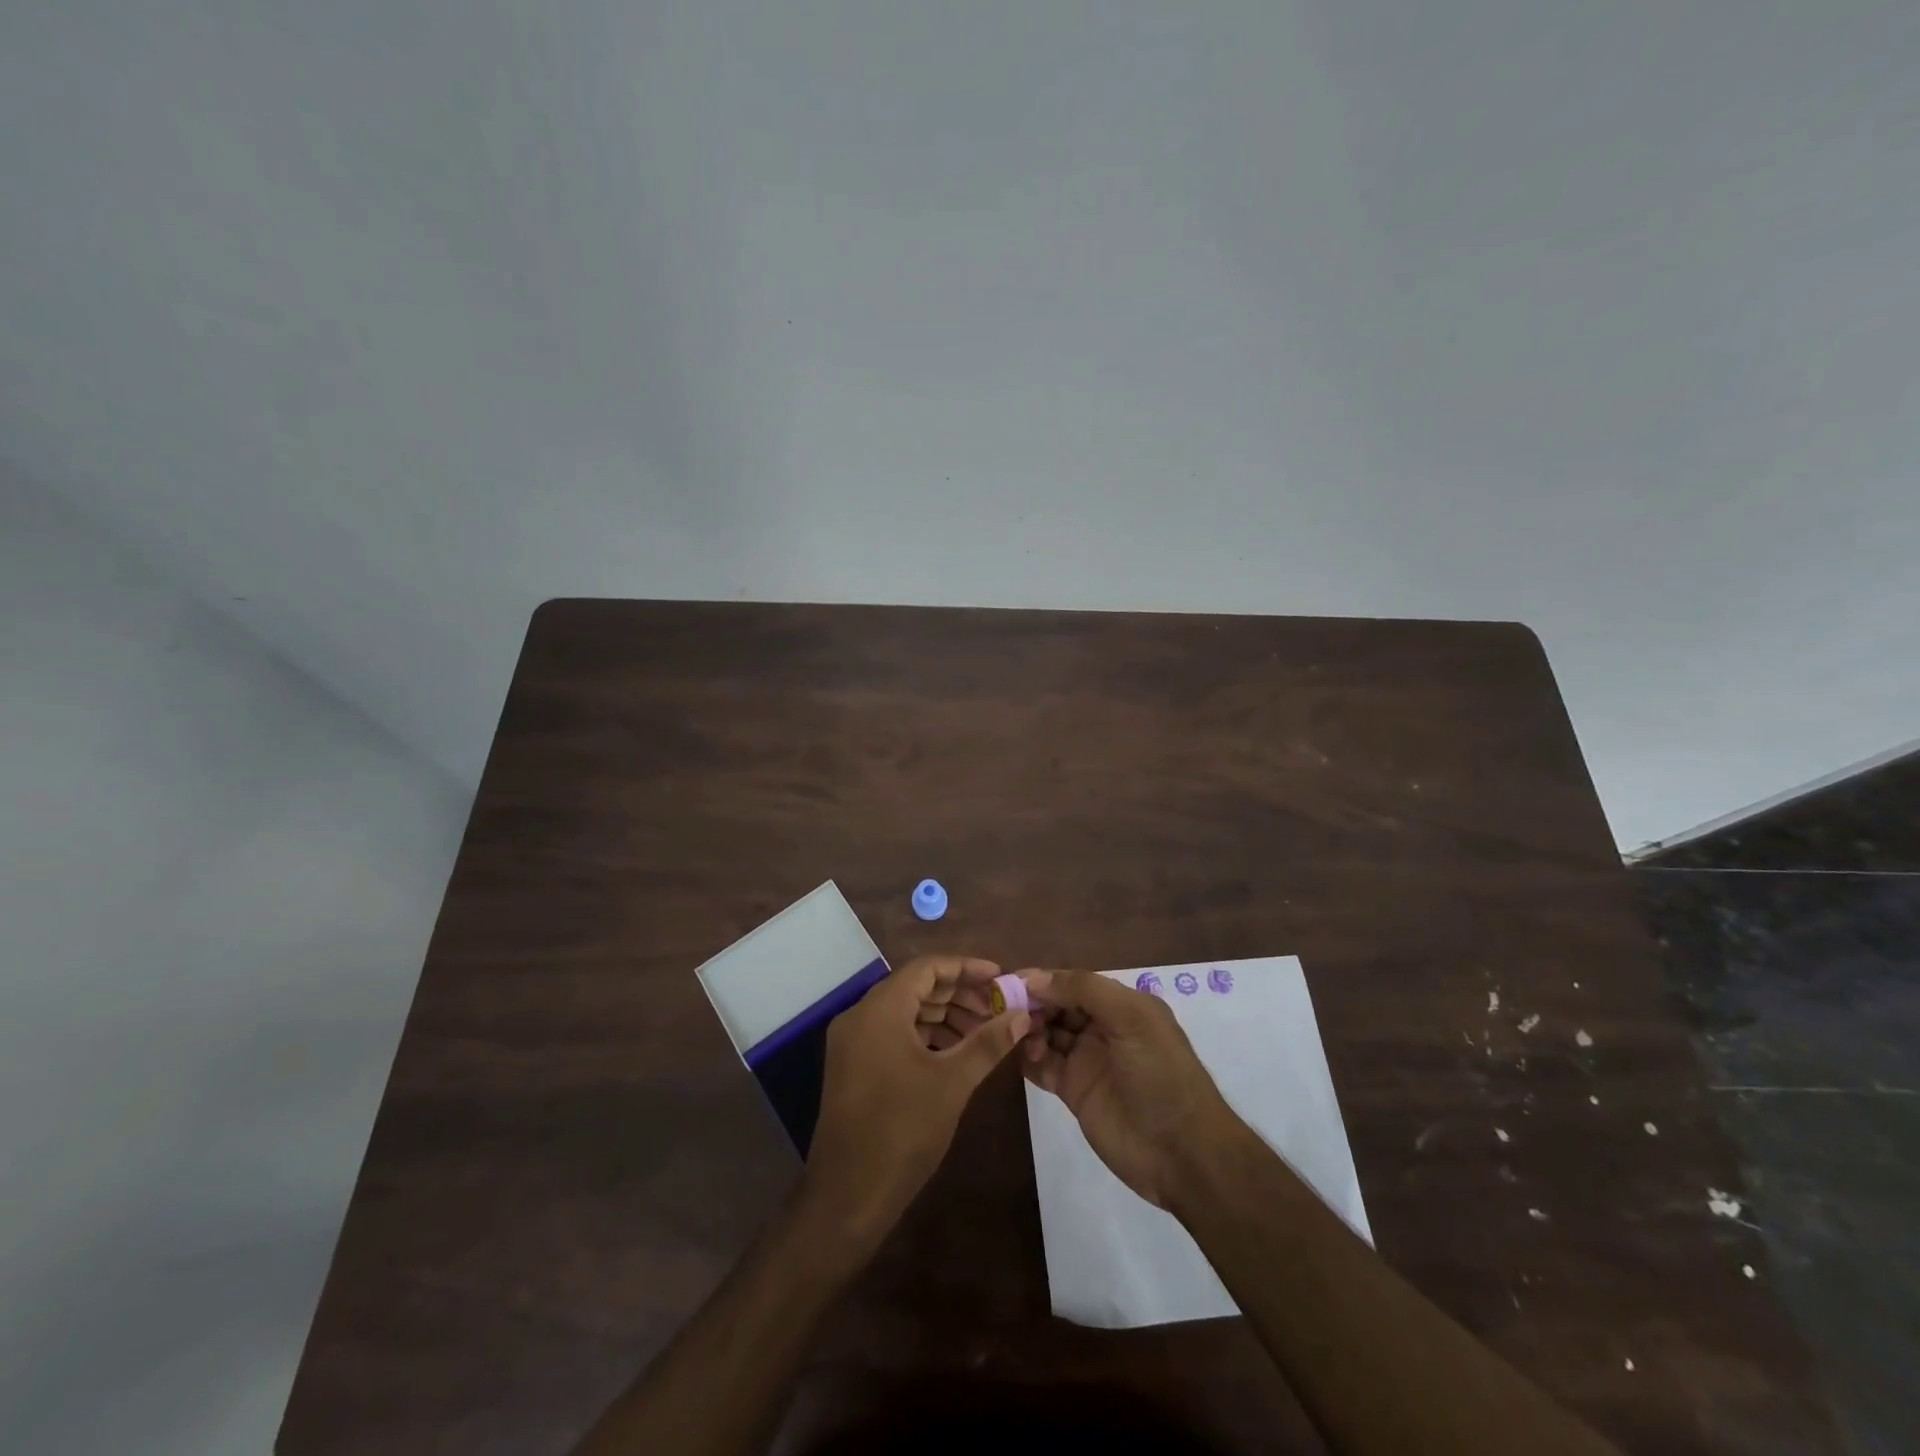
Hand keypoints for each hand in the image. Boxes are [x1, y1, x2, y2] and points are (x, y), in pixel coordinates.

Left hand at [803, 956, 1028, 1242]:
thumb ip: (988, 1042)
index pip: (927, 968)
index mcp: (880, 1009)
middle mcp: (860, 1016)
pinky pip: (893, 1034)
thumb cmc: (902, 1130)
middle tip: (998, 1008)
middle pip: (916, 987)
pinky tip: (955, 1052)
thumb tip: (1022, 1014)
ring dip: (944, 1016)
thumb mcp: (953, 1083)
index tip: (1000, 978)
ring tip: (984, 1032)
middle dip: (959, 994)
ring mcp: (853, 1042)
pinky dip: (925, 1036)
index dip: (966, 968)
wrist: (848, 1196)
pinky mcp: (853, 1066)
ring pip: (905, 1011)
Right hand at [1018, 968, 1242, 1208]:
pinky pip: (1043, 1067)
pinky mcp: (1073, 1091)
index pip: (1073, 982)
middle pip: (1056, 1006)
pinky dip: (1028, 1058)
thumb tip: (1034, 978)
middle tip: (1006, 1011)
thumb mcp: (1132, 1018)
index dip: (1044, 980)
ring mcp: (1086, 1060)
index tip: (1010, 982)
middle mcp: (1102, 1027)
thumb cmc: (1161, 1074)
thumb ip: (1084, 990)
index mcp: (1121, 1005)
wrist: (1182, 1152)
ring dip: (1028, 1030)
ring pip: (1047, 1033)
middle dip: (1032, 1004)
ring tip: (1019, 1036)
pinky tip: (1018, 1056)